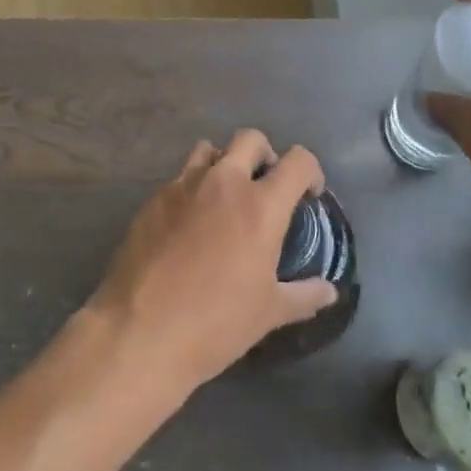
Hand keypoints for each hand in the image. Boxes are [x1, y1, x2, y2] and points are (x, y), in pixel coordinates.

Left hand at [84, 130, 335, 393]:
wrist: (141, 331)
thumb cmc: (216, 323)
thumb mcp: (268, 313)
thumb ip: (303, 295)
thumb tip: (329, 291)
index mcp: (260, 205)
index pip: (297, 162)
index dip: (311, 172)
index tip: (309, 194)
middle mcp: (222, 183)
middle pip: (250, 139)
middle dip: (265, 155)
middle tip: (266, 187)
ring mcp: (182, 186)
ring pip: (209, 150)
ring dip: (224, 164)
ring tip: (226, 198)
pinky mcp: (152, 199)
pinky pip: (179, 178)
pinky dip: (192, 188)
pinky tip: (190, 223)